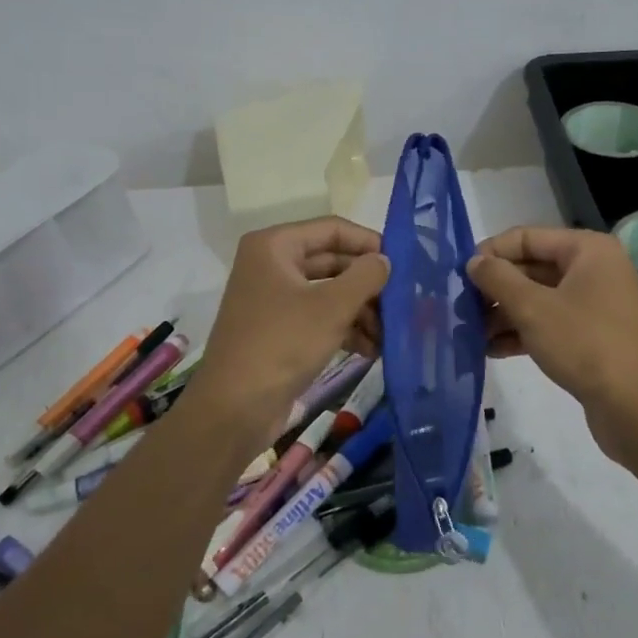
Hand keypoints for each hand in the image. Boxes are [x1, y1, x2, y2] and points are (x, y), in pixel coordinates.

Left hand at [186, 217, 388, 437]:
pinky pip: (319, 317)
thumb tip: (384, 261)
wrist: (234, 408)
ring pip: (329, 292)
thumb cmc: (282, 344)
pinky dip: (345, 329)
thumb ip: (365, 276)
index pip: (332, 229)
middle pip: (332, 261)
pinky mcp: (279, 330)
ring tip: (390, 334)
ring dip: (362, 311)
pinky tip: (372, 350)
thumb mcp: (332, 307)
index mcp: (275, 246)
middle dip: (368, 283)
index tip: (403, 263)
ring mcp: (273, 299)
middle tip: (403, 301)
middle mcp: (271, 265)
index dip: (369, 242)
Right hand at [467, 226, 637, 458]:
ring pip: (538, 299)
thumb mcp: (533, 308)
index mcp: (587, 250)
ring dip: (503, 314)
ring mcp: (595, 305)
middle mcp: (594, 270)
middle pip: (531, 268)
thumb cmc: (585, 344)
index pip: (526, 237)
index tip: (458, 276)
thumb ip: (498, 279)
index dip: (491, 253)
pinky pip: (550, 324)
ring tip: (470, 333)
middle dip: (495, 289)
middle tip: (460, 308)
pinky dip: (522, 334)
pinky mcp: (592, 337)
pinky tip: (491, 351)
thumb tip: (474, 261)